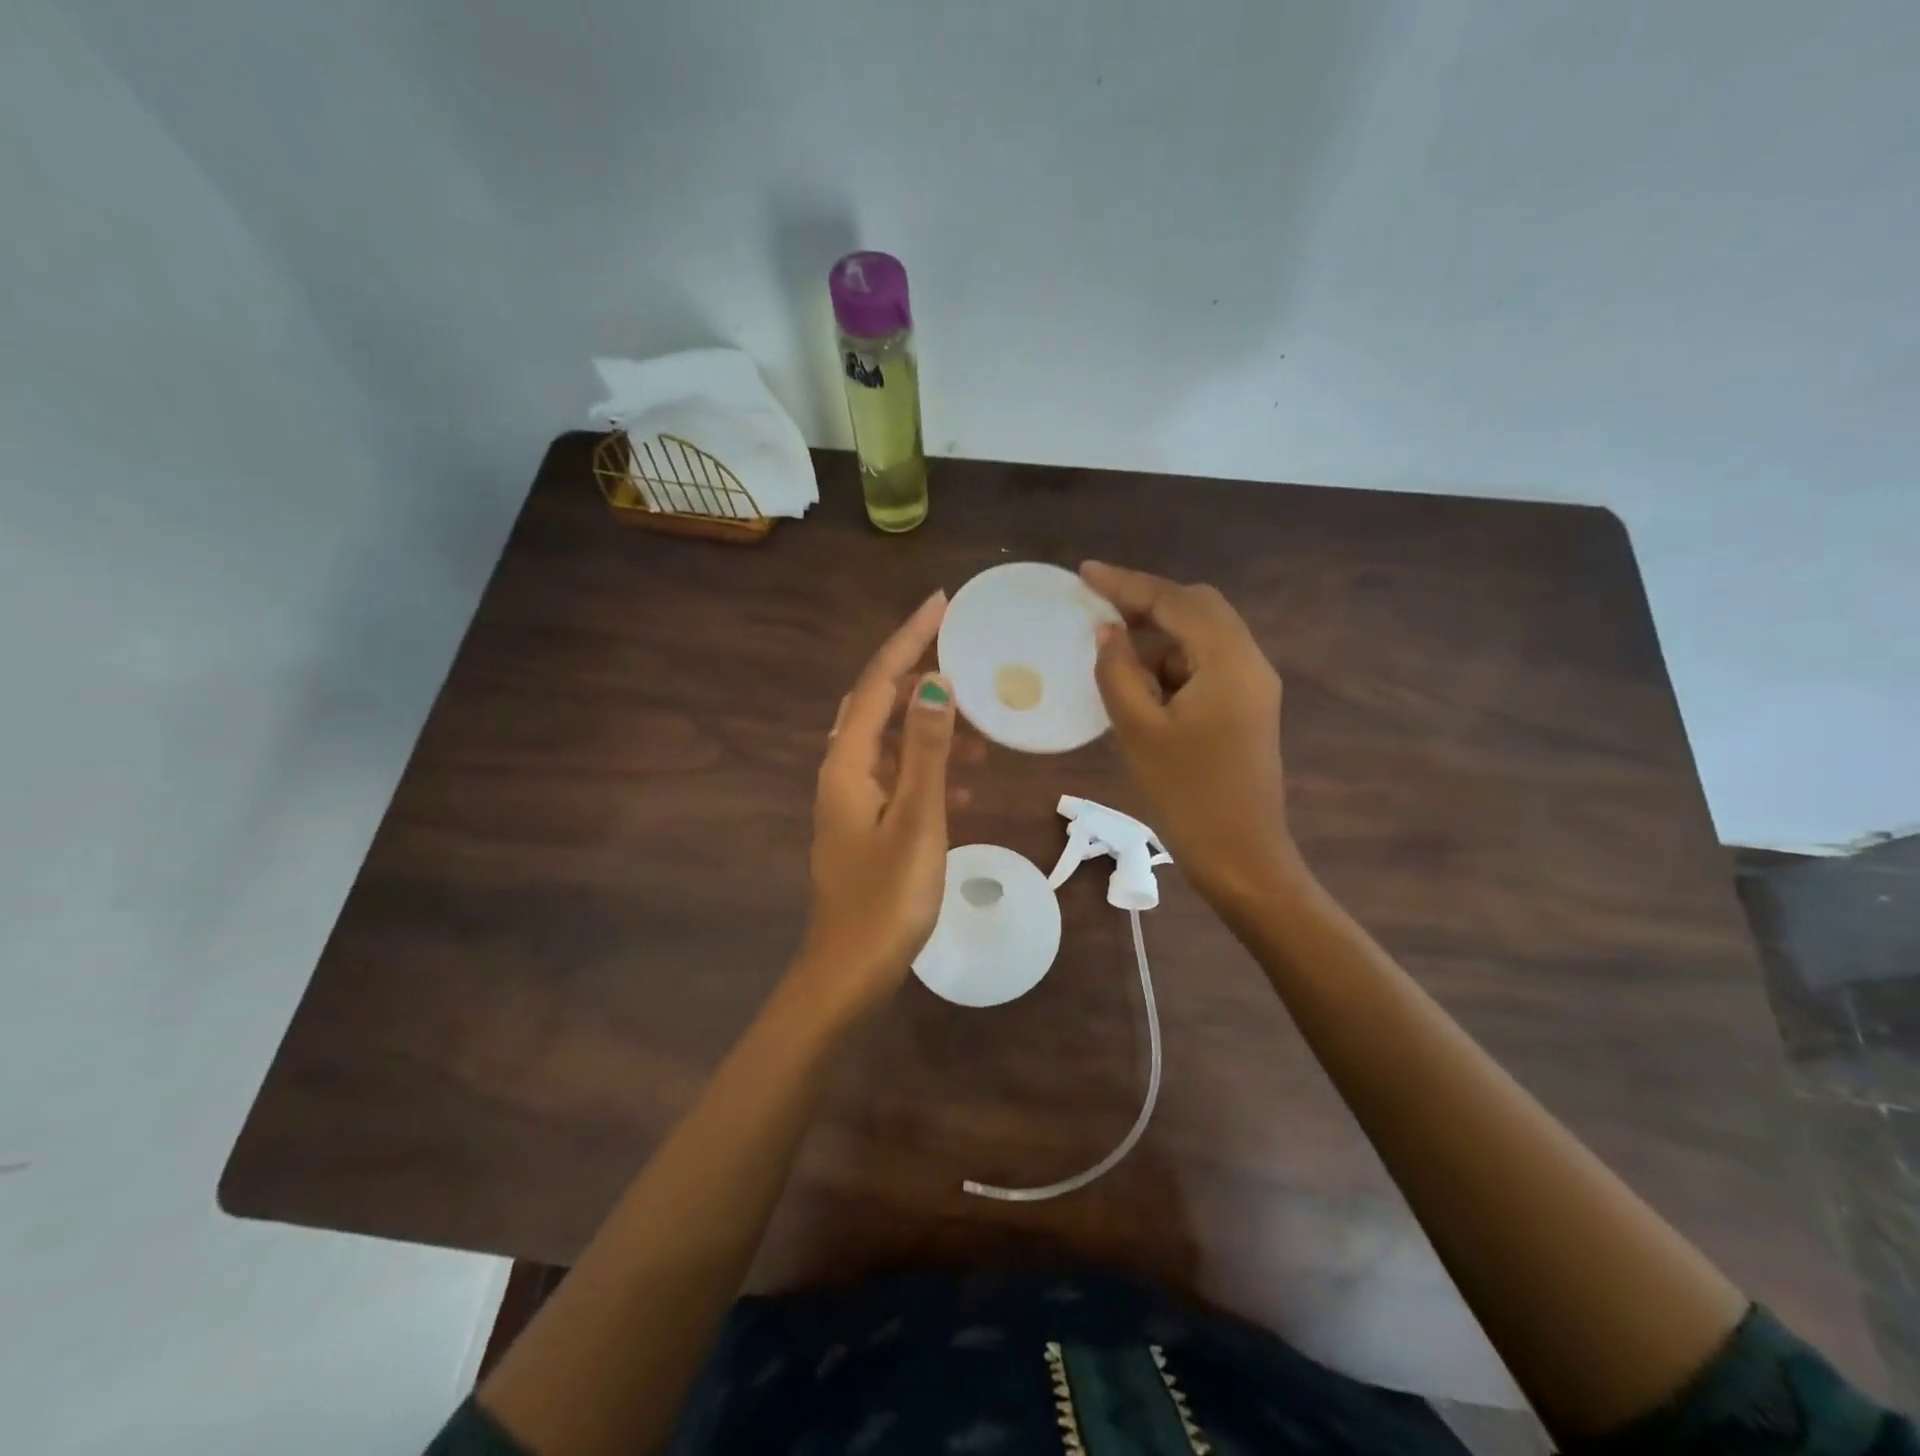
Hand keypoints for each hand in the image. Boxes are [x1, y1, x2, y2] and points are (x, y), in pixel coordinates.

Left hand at [797, 590, 961, 1014]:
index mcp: (848, 762)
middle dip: (919, 674)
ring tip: (980, 728)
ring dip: (932, 728)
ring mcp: (853, 800)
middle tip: (965, 656)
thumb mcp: (916, 818)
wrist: (850, 971)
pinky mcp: (866, 825)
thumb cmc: (887, 897)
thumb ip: (925, 750)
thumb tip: (935, 683)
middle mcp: (843, 772)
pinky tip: (965, 786)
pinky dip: (930, 770)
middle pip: (881, 705)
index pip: (880, 682)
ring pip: (893, 743)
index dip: (909, 639)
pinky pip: (900, 779)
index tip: (942, 603)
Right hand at [1080, 562, 1303, 905]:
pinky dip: (1171, 664)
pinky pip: (1205, 666)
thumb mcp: (1139, 731)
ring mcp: (1252, 686)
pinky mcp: (1246, 708)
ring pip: (1201, 638)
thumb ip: (1118, 672)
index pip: (1175, 602)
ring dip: (1158, 638)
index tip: (1085, 573)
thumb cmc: (1187, 795)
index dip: (1127, 584)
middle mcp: (1249, 662)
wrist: (1241, 856)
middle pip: (1197, 609)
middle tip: (1098, 613)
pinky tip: (1139, 685)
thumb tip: (1108, 633)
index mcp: (1229, 661)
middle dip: (1146, 605)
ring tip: (1112, 655)